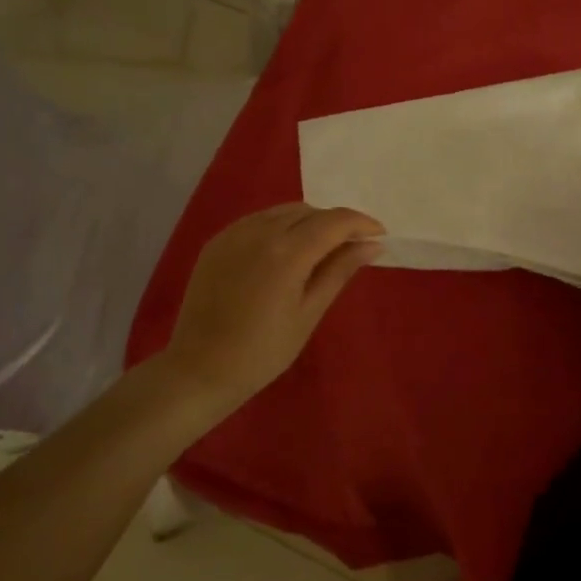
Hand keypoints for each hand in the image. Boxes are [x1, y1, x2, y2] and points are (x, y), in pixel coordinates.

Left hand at [157, 203, 384, 416]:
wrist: (200, 369)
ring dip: (309, 222)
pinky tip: (285, 252)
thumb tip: (372, 245)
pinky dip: (280, 226)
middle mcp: (260, 232)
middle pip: (310, 211)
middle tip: (351, 249)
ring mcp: (234, 233)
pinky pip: (258, 220)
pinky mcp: (218, 242)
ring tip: (320, 250)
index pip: (335, 221)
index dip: (362, 224)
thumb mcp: (309, 313)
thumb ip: (340, 271)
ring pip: (283, 211)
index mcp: (287, 253)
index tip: (380, 236)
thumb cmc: (263, 351)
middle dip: (336, 223)